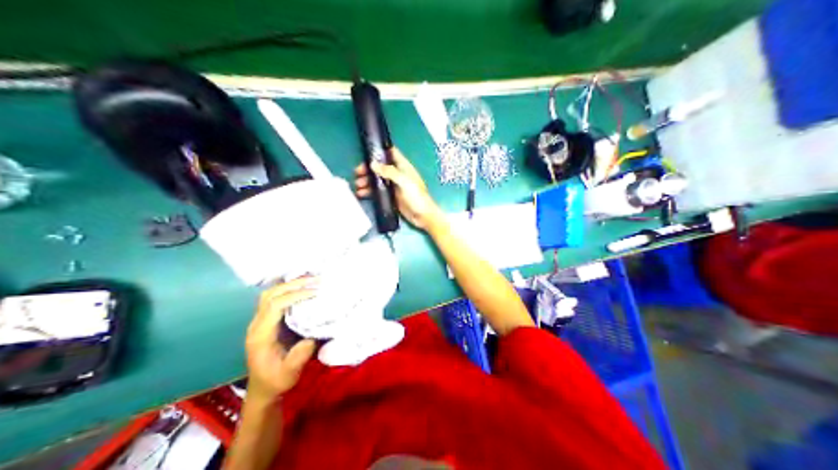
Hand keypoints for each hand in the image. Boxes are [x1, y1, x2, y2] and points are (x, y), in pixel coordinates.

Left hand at [245, 276, 319, 397]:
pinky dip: (288, 290)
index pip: (274, 306)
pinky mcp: (265, 321)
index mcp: (261, 335)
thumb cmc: (276, 381)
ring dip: (290, 284)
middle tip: (316, 279)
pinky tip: (302, 288)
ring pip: (270, 294)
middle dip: (293, 284)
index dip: (294, 295)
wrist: (262, 389)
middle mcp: (257, 324)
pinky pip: (274, 298)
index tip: (315, 293)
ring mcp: (259, 321)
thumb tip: (312, 337)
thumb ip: (298, 356)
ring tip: (311, 280)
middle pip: (270, 294)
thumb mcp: (289, 373)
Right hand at [354, 145, 443, 227]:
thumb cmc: (417, 197)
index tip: (366, 152)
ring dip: (366, 180)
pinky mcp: (390, 196)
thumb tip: (372, 164)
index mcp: (403, 166)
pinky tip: (361, 194)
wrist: (423, 216)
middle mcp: (397, 174)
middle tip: (357, 173)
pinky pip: (377, 191)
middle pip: (380, 166)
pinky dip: (368, 191)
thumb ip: (389, 172)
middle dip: (368, 168)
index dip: (379, 151)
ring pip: (376, 179)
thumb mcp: (404, 182)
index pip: (390, 153)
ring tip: (357, 185)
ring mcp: (393, 185)